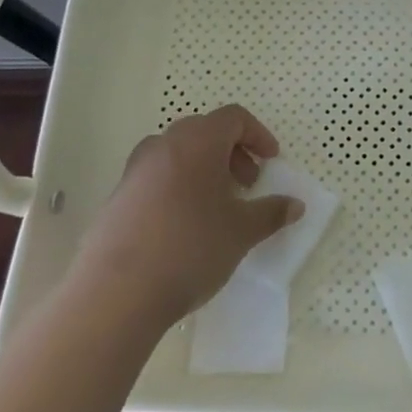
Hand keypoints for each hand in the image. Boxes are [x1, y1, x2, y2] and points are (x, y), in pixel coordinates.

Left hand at [74, 104, 300, 324]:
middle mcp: (163, 146)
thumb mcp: (242, 231)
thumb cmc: (191, 247)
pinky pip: (156, 178)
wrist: (117, 292)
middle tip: (246, 184)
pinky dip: (178, 187)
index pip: (233, 118)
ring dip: (203, 169)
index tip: (270, 162)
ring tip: (216, 205)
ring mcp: (135, 171)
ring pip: (177, 154)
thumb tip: (295, 205)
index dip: (257, 135)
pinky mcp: (117, 198)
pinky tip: (184, 226)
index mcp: (197, 142)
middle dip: (231, 152)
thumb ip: (272, 212)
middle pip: (204, 131)